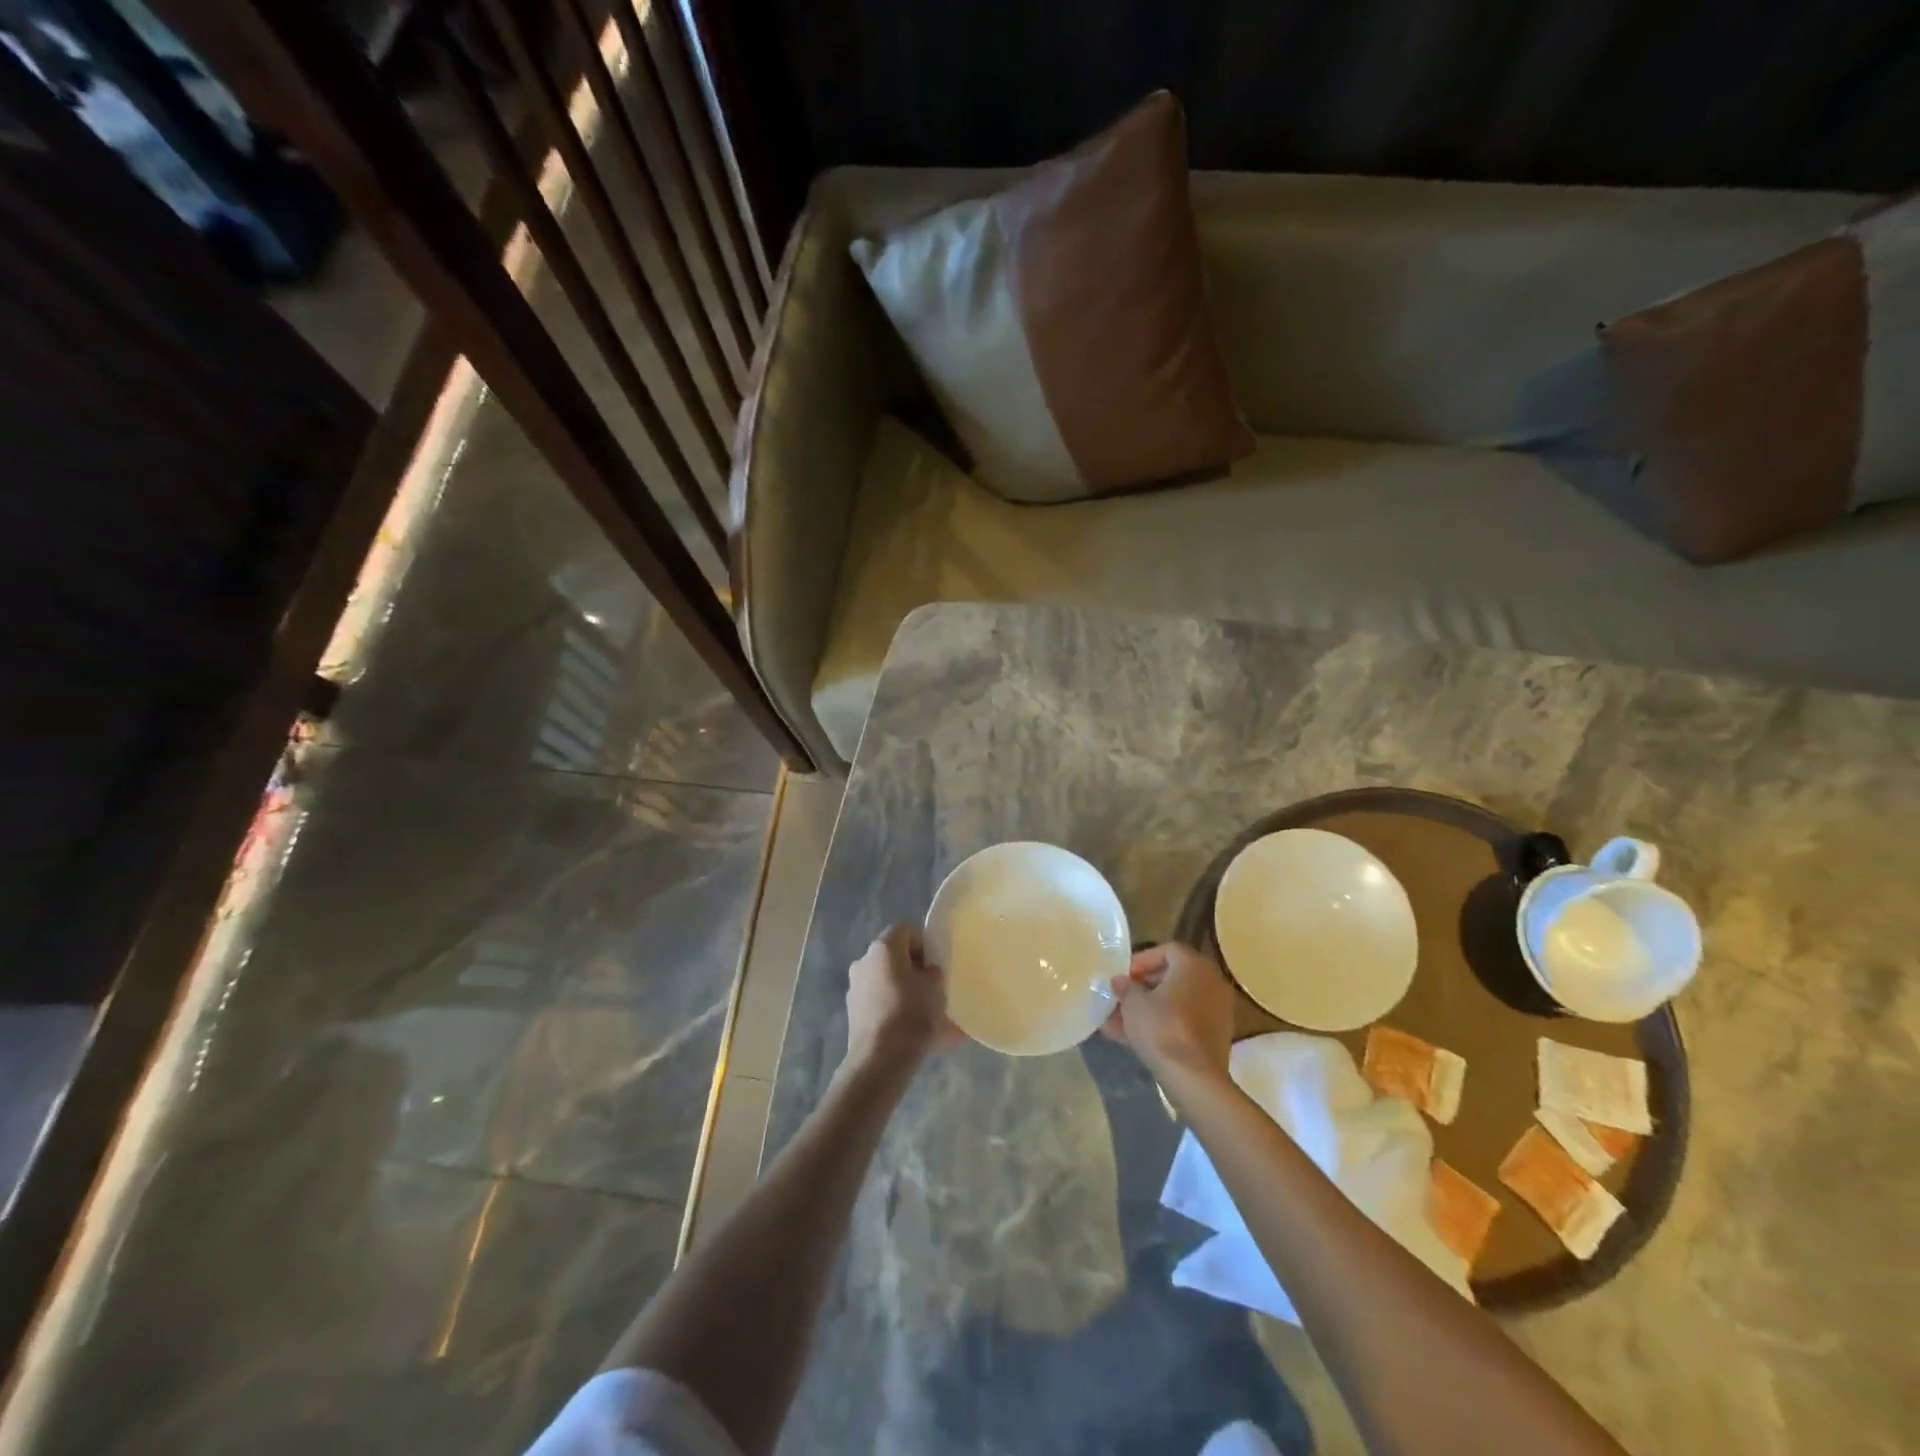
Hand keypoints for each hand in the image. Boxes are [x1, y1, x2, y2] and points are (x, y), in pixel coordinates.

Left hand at [844, 924, 961, 1072]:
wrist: (880, 1059)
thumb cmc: (912, 1014)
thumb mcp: (936, 988)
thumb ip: (933, 972)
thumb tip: (927, 972)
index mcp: (883, 948)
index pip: (906, 930)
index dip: (924, 943)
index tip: (937, 964)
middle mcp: (863, 961)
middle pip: (893, 956)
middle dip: (913, 969)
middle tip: (932, 988)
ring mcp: (854, 988)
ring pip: (885, 981)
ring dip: (903, 990)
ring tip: (924, 1014)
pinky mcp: (853, 1013)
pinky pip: (879, 1003)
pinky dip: (893, 1010)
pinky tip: (910, 1030)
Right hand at [1102, 942, 1235, 1084]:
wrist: (1194, 1078)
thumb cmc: (1162, 1028)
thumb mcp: (1133, 1004)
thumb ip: (1126, 987)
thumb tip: (1121, 981)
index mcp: (1193, 965)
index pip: (1167, 950)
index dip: (1142, 960)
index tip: (1124, 977)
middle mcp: (1211, 981)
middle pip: (1173, 975)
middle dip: (1144, 987)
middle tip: (1122, 998)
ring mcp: (1218, 1009)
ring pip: (1177, 1001)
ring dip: (1151, 1008)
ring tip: (1121, 1022)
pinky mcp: (1217, 1035)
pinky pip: (1186, 1020)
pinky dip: (1165, 1024)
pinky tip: (1137, 1038)